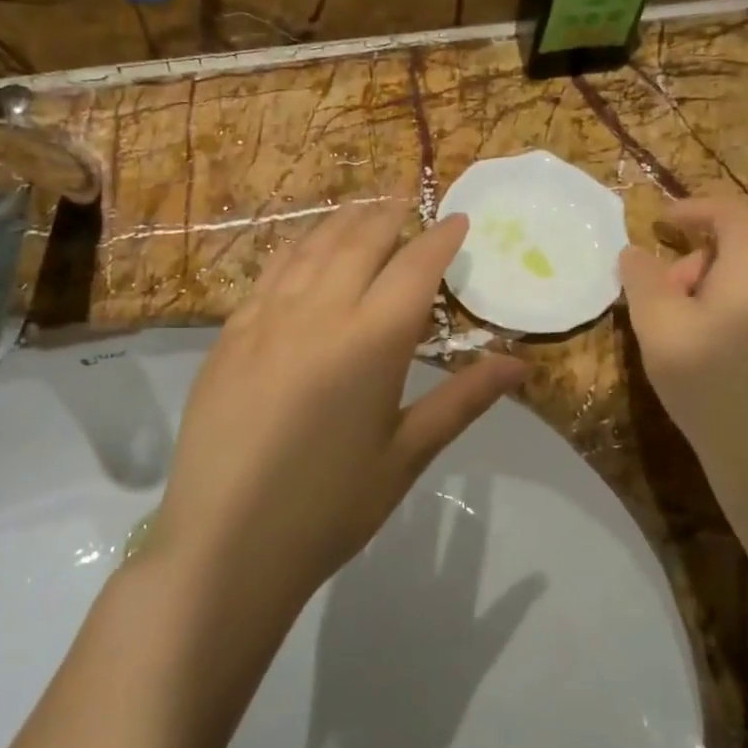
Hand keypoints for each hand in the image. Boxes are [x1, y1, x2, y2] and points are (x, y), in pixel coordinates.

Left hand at [155, 204, 525, 620]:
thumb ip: (463, 400)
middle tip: (408, 201)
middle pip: (359, 241)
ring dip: (342, 223)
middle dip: (389, 215)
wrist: (226, 545)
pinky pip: (270, 273)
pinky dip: (297, 250)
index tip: (459, 220)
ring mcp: (264, 319)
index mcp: (370, 341)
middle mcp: (317, 313)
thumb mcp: (406, 455)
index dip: (441, 238)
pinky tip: (304, 253)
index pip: (415, 267)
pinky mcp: (228, 336)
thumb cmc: (330, 507)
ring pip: (310, 248)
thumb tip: (521, 363)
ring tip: (362, 212)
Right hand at [619, 194, 747, 488]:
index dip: (690, 208)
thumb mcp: (659, 326)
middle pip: (741, 244)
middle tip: (661, 296)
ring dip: (709, 285)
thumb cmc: (710, 383)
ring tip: (679, 327)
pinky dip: (730, 307)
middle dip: (694, 258)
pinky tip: (709, 348)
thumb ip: (642, 279)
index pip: (730, 211)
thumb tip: (634, 252)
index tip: (657, 222)